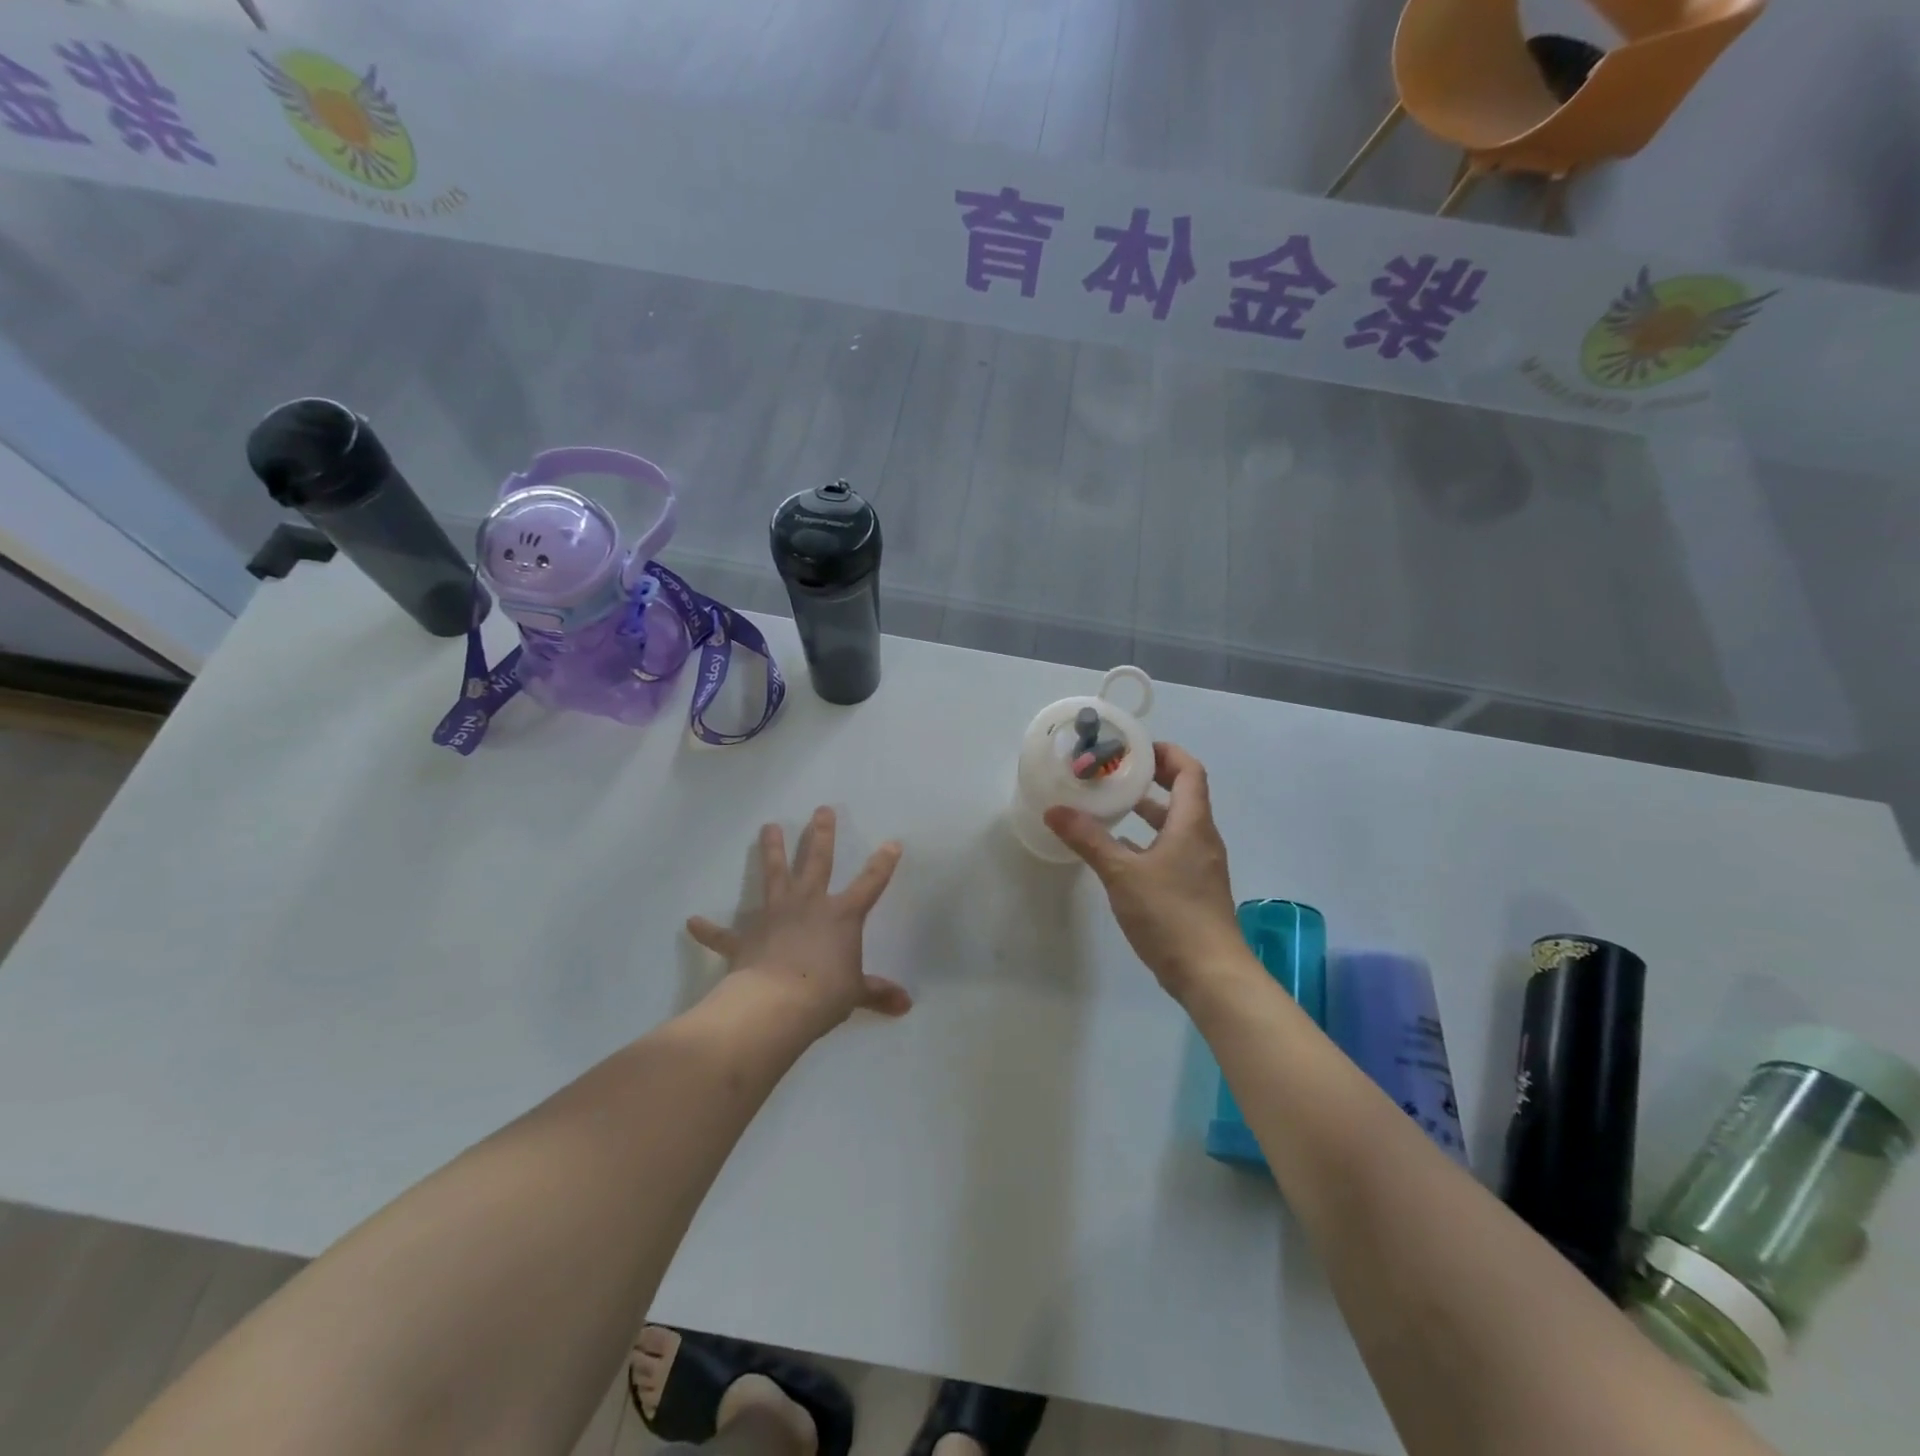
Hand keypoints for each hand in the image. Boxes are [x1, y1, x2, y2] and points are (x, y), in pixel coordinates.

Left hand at [688, 807, 911, 1036]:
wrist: (775, 1004)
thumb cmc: (824, 994)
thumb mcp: (856, 993)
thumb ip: (879, 994)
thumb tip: (906, 1006)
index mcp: (842, 915)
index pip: (870, 883)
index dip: (883, 864)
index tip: (892, 843)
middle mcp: (809, 904)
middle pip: (817, 861)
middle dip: (821, 834)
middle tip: (821, 809)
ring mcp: (774, 916)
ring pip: (773, 874)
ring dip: (771, 850)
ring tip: (768, 826)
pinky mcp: (745, 938)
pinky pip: (723, 934)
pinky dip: (708, 929)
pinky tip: (692, 921)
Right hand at [1045, 743, 1248, 1001]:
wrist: (1211, 974)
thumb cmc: (1171, 914)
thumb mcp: (1122, 873)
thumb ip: (1088, 839)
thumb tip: (1055, 810)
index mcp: (1192, 824)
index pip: (1189, 771)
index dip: (1165, 752)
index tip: (1134, 747)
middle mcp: (1201, 838)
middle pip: (1184, 793)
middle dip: (1152, 777)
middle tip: (1116, 770)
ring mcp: (1200, 865)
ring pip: (1176, 824)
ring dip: (1149, 810)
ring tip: (1112, 805)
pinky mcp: (1194, 888)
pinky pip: (1172, 849)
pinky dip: (1148, 840)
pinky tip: (1120, 851)